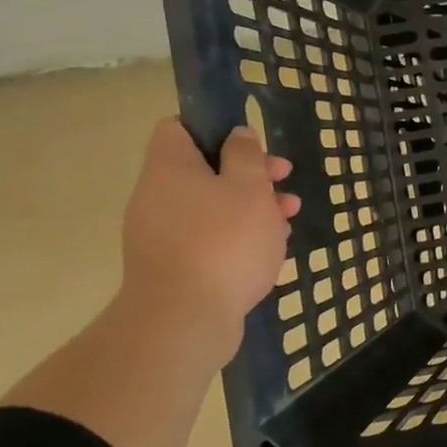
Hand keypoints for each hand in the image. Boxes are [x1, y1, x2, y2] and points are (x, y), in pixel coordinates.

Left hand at [118, 120, 300, 335]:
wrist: (185, 320)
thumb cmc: (224, 242)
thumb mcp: (249, 188)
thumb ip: (246, 156)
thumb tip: (237, 134)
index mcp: (170, 169)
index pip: (178, 128)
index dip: (213, 126)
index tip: (248, 140)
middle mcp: (158, 197)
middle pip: (204, 170)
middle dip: (249, 172)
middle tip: (284, 178)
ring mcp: (162, 235)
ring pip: (212, 206)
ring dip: (252, 206)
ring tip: (289, 218)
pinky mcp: (174, 267)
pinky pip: (209, 238)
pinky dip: (238, 236)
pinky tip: (271, 248)